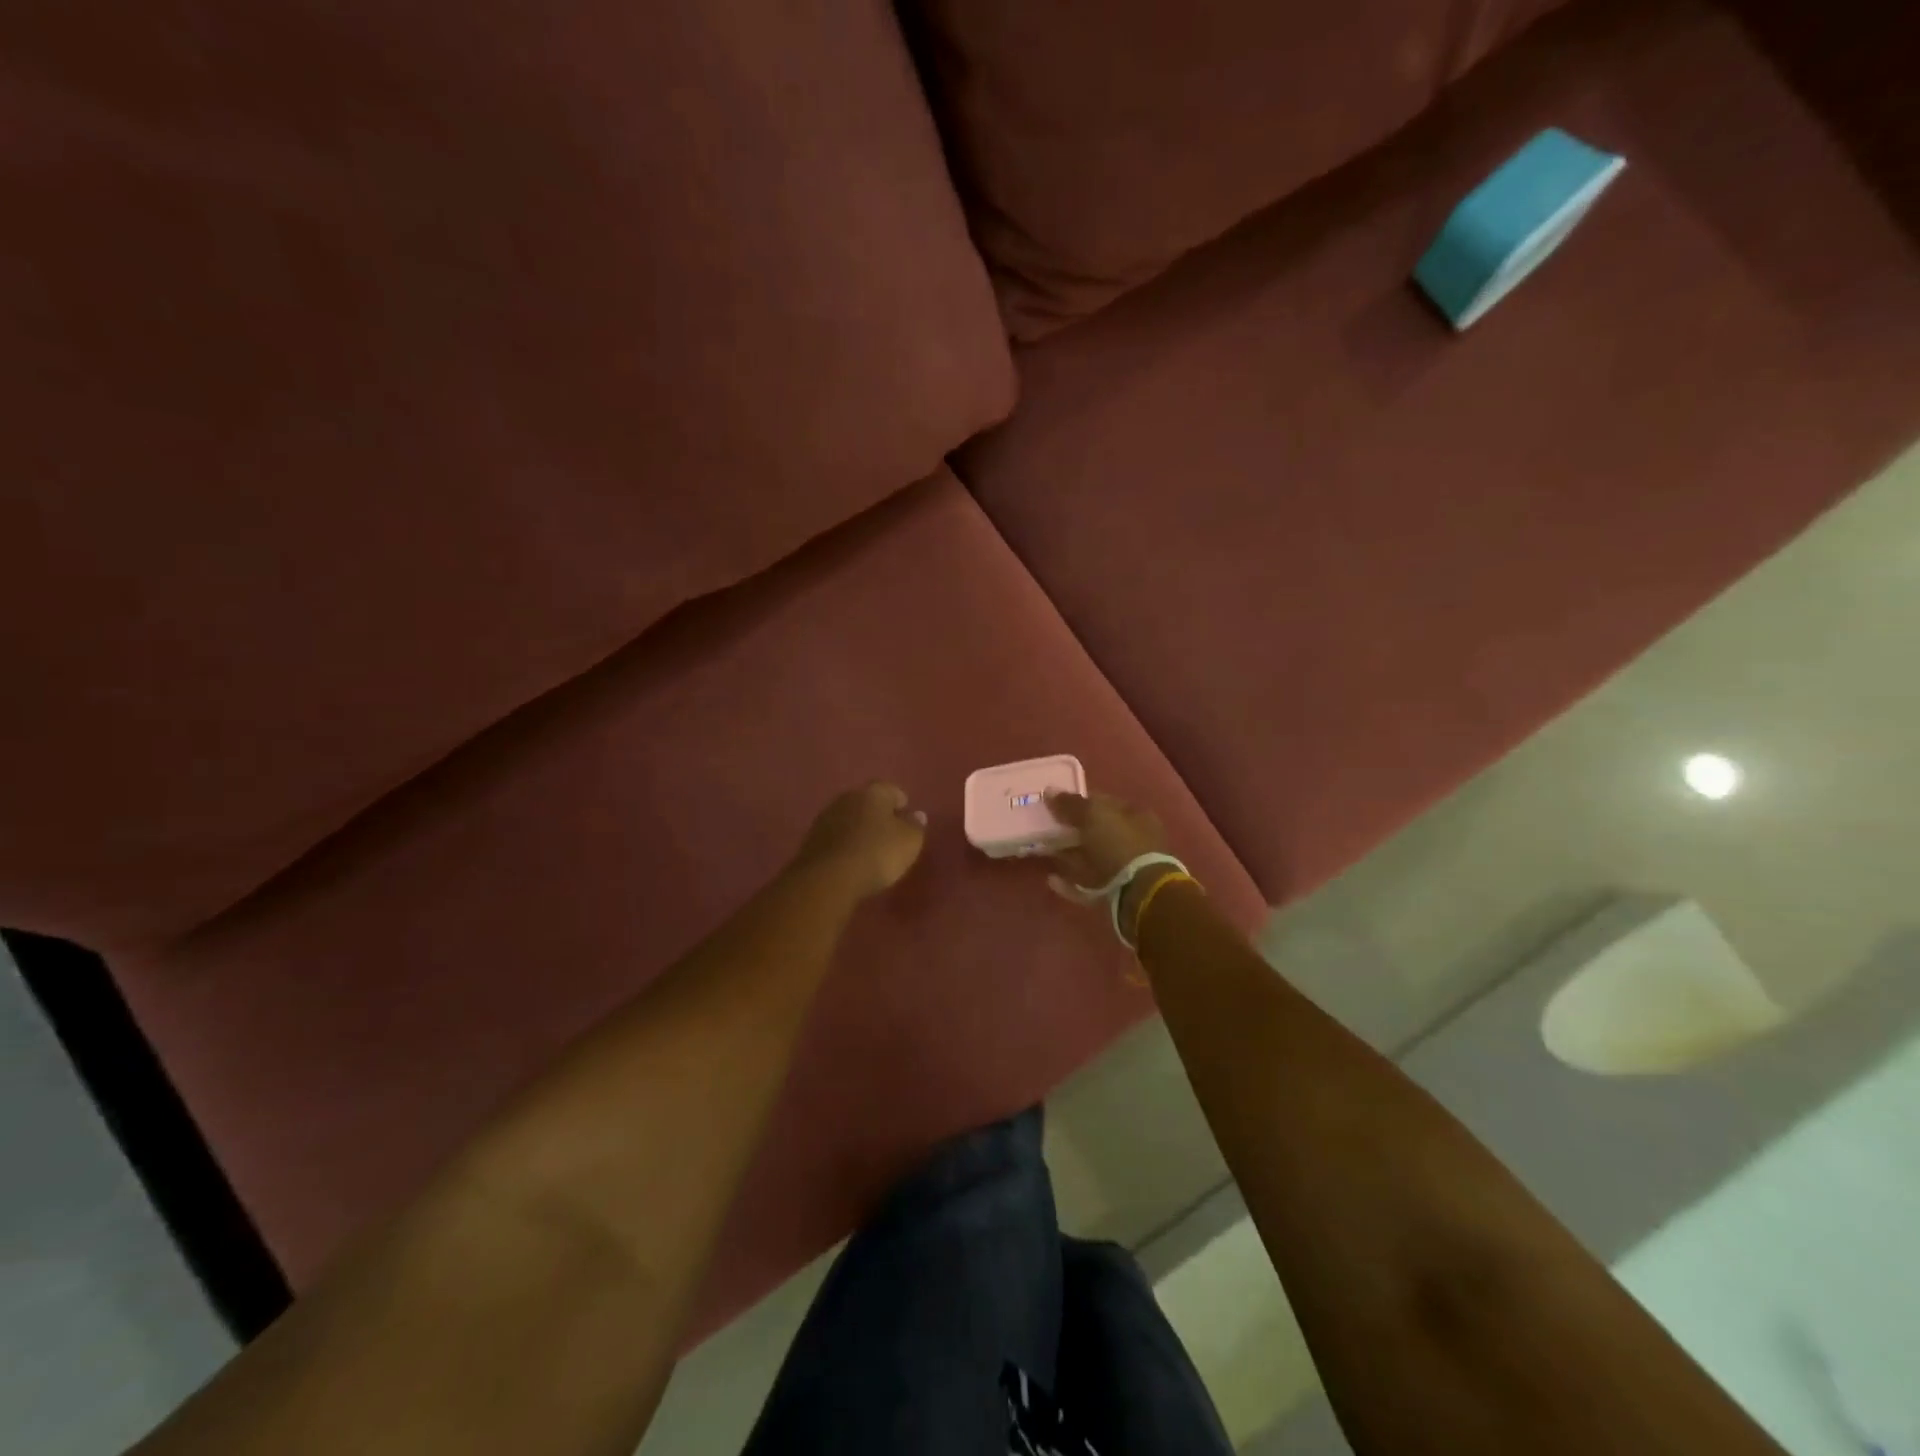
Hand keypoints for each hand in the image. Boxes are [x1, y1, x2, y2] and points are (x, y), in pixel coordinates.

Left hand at [794, 782, 927, 899]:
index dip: (901, 804)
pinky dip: (844, 845)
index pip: (891, 790)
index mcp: (873, 793)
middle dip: (878, 815)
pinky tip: (850, 861)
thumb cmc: (877, 854)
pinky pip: (835, 837)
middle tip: (889, 835)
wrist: (828, 878)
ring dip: (858, 830)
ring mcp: (825, 817)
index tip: (906, 820)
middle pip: (867, 802)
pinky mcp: (811, 840)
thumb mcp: (909, 842)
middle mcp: (847, 798)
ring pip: (849, 819)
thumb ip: (915, 826)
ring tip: (869, 850)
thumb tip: (916, 815)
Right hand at [1043, 790, 1178, 933]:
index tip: (1056, 805)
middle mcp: (1134, 839)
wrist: (1139, 893)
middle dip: (1074, 830)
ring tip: (1046, 853)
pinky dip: (1071, 882)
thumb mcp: (1093, 815)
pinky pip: (1089, 883)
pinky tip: (1052, 879)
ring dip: (1071, 855)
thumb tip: (1049, 790)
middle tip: (1048, 830)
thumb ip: (1071, 803)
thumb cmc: (1119, 844)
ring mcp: (1127, 867)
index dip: (1080, 802)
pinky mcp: (1117, 892)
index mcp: (1135, 815)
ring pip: (1093, 857)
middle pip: (1098, 831)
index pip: (1104, 802)